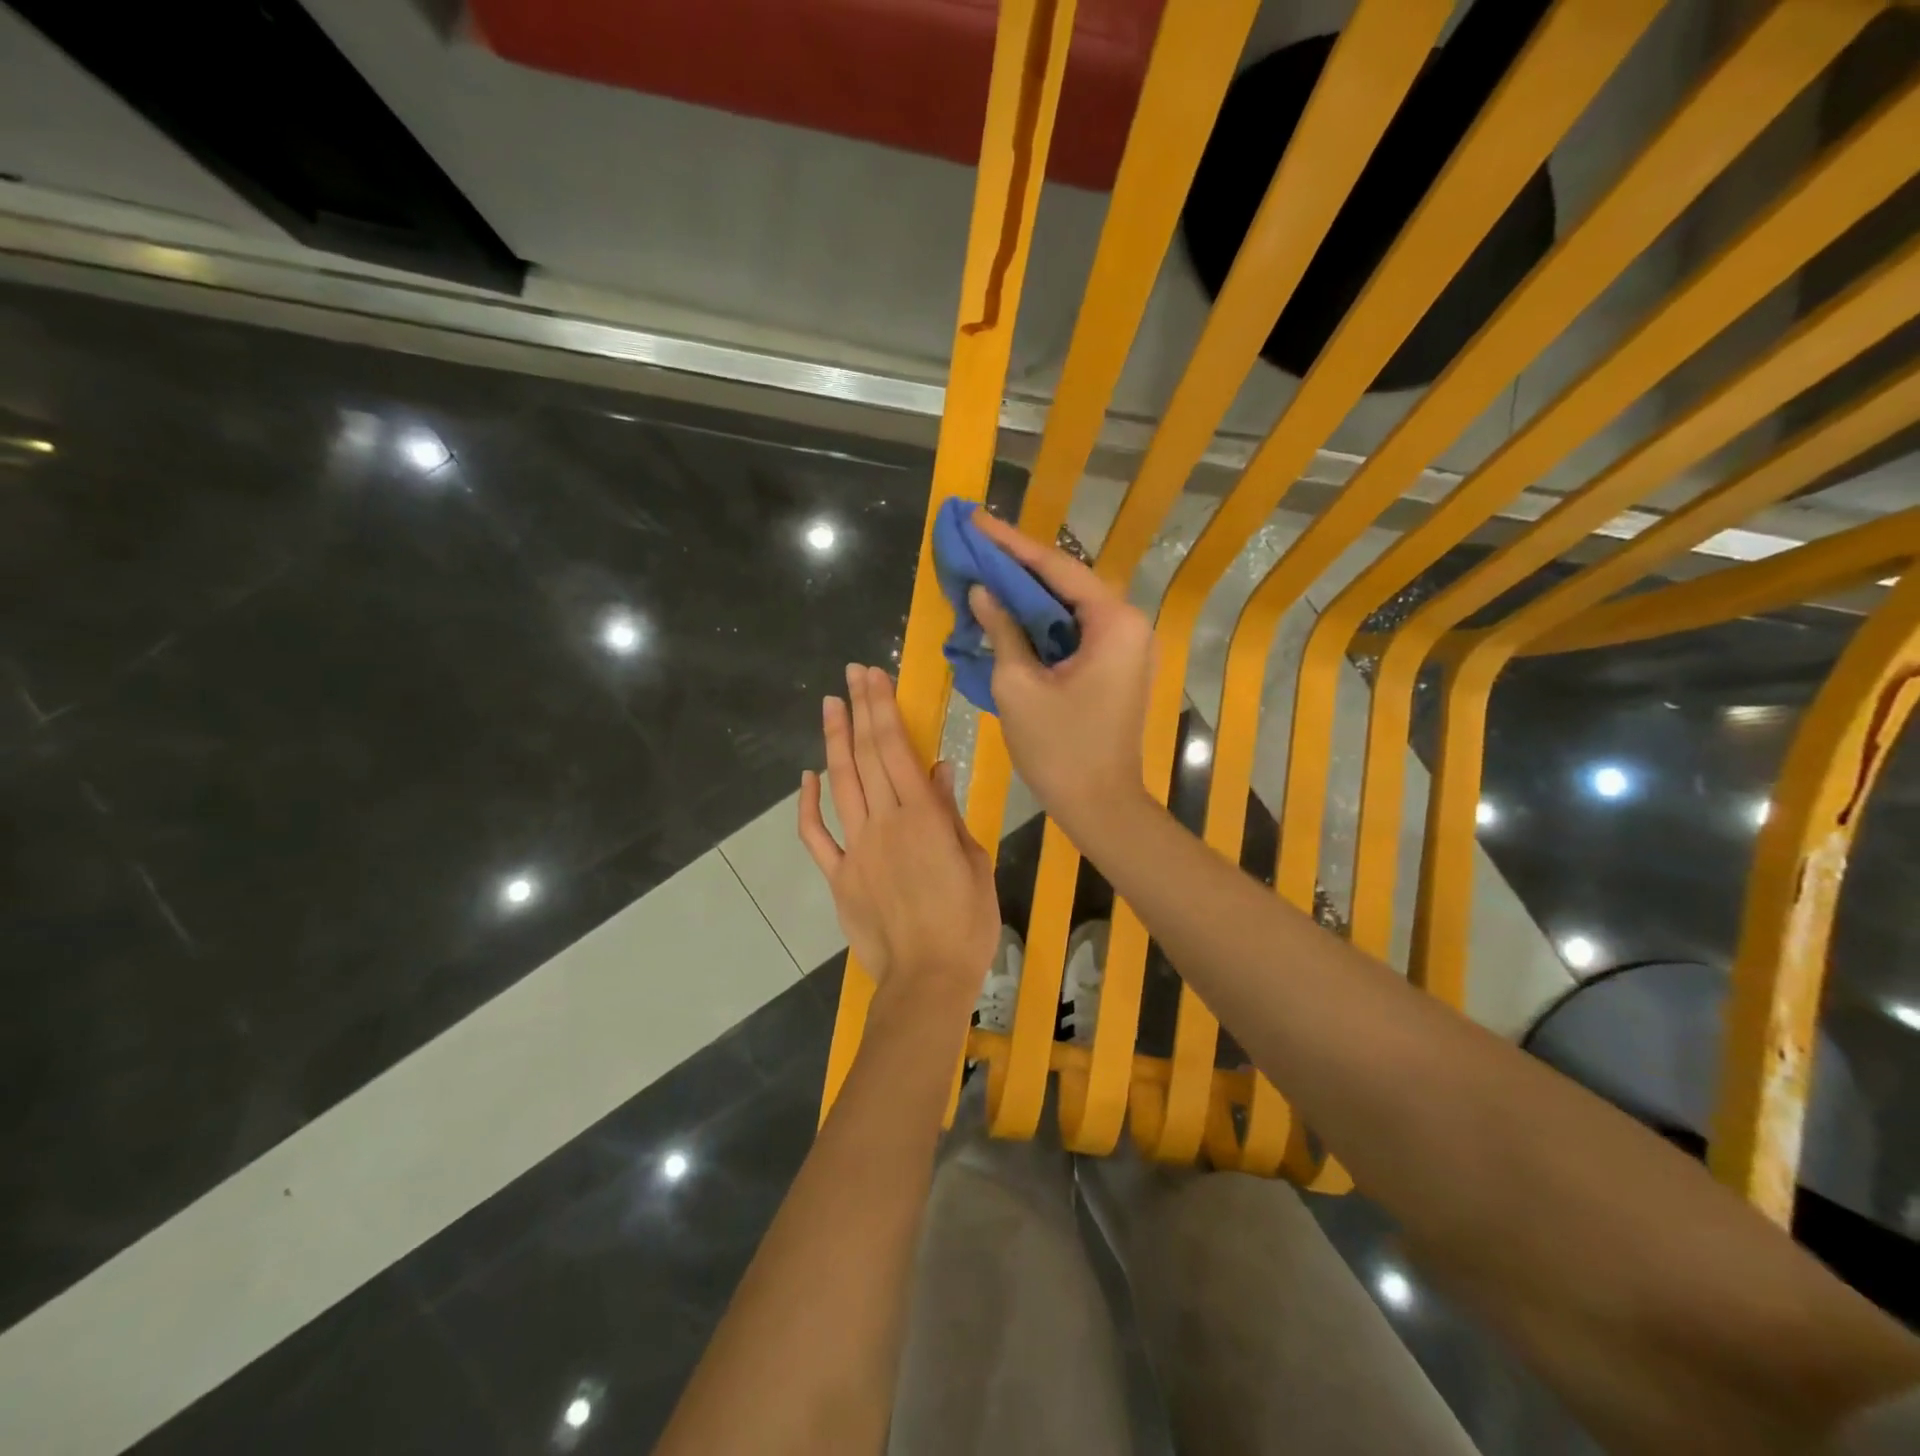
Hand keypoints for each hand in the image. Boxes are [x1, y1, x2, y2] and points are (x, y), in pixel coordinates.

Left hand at [798, 664, 999, 1010]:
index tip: (874, 677)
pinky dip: (807, 803)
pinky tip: (807, 776)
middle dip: (859, 709)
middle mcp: (884, 822)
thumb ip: (950, 813)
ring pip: (841, 784)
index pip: (897, 749)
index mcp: (923, 817)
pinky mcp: (839, 875)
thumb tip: (937, 768)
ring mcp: (856, 848)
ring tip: (830, 705)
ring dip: (834, 741)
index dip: (883, 709)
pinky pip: (816, 834)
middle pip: (867, 755)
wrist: (927, 979)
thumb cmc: (966, 923)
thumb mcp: (974, 862)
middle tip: (852, 674)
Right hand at [966, 513, 1155, 839]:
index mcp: (1113, 622)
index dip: (1010, 543)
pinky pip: (1074, 633)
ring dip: (1027, 595)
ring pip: (1068, 608)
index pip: (1055, 567)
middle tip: (974, 544)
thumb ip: (1002, 629)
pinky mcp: (1115, 667)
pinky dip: (1041, 624)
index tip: (975, 519)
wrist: (1100, 804)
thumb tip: (982, 591)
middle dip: (1018, 565)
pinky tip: (1007, 614)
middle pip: (1065, 582)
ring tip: (983, 572)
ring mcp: (1125, 647)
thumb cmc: (1059, 748)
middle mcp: (1128, 625)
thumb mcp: (1019, 685)